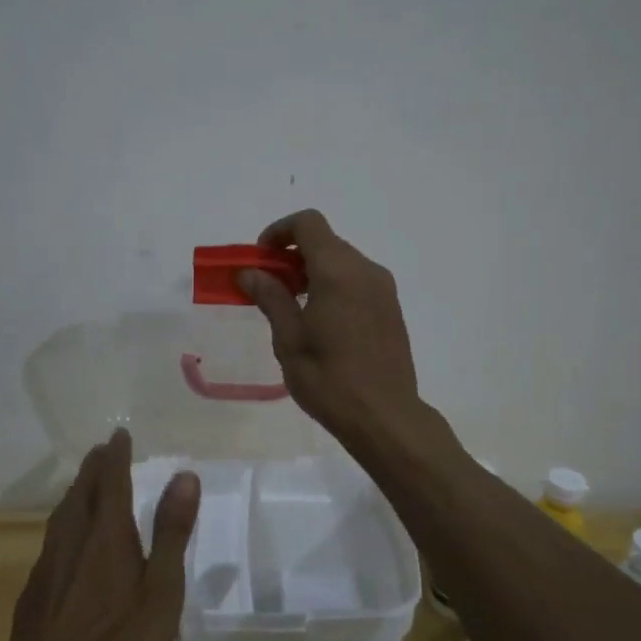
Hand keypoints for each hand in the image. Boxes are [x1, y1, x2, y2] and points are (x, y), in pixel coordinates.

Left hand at [9, 428, 199, 640]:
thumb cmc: (118, 639)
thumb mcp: (161, 589)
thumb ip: (171, 531)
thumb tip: (185, 475)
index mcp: (107, 533)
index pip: (112, 480)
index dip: (116, 455)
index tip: (119, 434)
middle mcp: (74, 537)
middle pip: (82, 490)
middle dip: (94, 467)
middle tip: (102, 451)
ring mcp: (49, 562)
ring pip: (62, 513)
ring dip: (76, 491)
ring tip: (84, 484)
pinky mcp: (34, 587)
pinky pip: (52, 538)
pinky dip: (64, 521)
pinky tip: (66, 539)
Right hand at [238, 209, 422, 441]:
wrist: (385, 417)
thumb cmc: (330, 380)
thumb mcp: (289, 339)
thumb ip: (271, 297)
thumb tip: (250, 272)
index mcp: (338, 272)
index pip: (308, 224)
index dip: (279, 232)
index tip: (260, 259)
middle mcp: (366, 270)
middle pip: (325, 241)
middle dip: (292, 254)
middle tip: (268, 286)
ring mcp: (383, 289)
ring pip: (342, 261)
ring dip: (313, 270)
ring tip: (291, 306)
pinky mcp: (391, 308)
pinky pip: (357, 280)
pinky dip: (333, 285)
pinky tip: (320, 321)